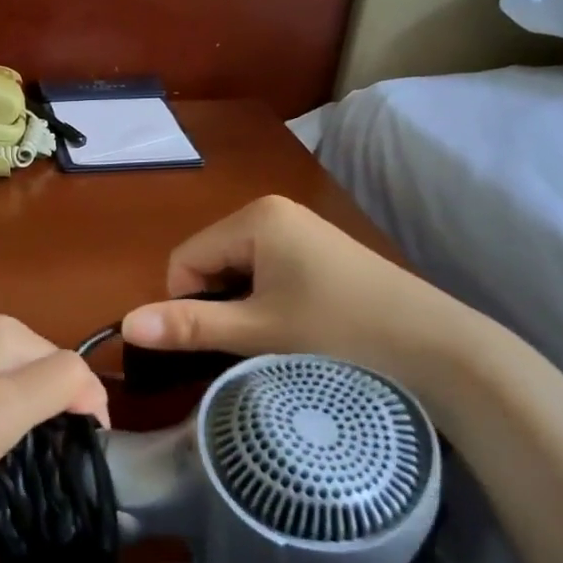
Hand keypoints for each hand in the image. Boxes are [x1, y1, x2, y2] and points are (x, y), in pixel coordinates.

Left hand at [0, 315, 107, 536]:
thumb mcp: (8, 403)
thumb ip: (63, 382)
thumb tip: (93, 390)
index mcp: (8, 338)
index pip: (75, 374)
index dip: (85, 422)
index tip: (82, 473)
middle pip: (42, 407)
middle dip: (43, 462)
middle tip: (46, 507)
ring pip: (11, 437)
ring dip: (13, 487)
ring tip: (4, 538)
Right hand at [120, 195, 480, 399]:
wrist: (438, 349)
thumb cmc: (340, 332)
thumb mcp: (258, 331)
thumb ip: (188, 326)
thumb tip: (124, 325)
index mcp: (254, 218)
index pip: (184, 260)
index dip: (186, 304)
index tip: (217, 341)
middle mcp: (274, 213)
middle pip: (209, 263)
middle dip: (216, 305)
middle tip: (250, 343)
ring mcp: (301, 232)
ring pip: (237, 273)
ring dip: (241, 308)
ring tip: (274, 340)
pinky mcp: (320, 254)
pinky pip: (267, 275)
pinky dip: (265, 304)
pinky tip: (295, 330)